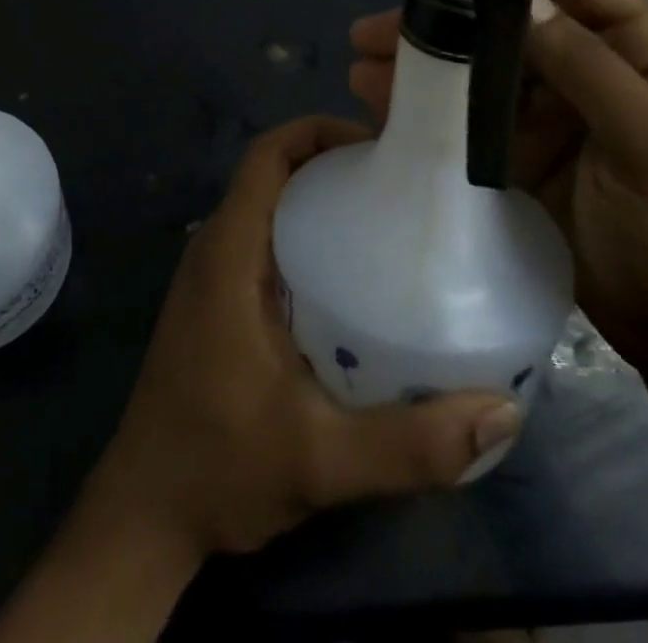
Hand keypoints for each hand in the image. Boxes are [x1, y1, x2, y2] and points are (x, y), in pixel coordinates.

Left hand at [93, 116, 522, 556]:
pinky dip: (305, 236)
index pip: (266, 155)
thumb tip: (502, 412)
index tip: (377, 146)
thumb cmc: (220, 469)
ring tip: (385, 220)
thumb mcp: (322, 460)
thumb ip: (410, 443)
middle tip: (399, 183)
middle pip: (273, 173)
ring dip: (318, 199)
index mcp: (229, 253)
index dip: (317, 131)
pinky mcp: (216, 302)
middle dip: (330, 162)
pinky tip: (351, 278)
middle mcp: (215, 249)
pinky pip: (264, 242)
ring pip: (269, 207)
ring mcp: (211, 276)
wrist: (145, 517)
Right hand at [349, 0, 647, 375]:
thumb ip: (592, 69)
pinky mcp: (520, 157)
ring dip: (425, 64)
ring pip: (480, 70)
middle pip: (511, 23)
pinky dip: (426, 110)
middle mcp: (590, 72)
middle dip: (447, 18)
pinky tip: (378, 106)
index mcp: (641, 54)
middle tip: (378, 27)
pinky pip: (468, 121)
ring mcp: (552, 116)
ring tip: (361, 66)